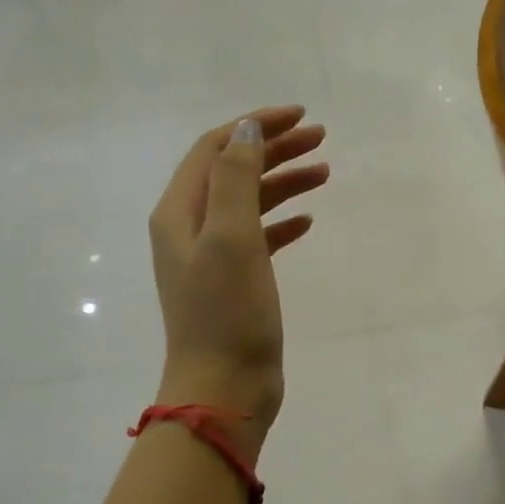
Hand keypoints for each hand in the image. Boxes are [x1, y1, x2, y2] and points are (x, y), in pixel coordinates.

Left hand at [149, 106, 328, 453]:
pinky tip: (308, 222)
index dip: (255, 126)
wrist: (224, 388)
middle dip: (274, 149)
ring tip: (325, 172)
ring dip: (283, 182)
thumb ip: (237, 178)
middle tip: (321, 139)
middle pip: (233, 171)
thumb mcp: (232, 238)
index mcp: (180, 212)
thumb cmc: (227, 313)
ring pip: (249, 203)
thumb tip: (247, 129)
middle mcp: (190, 228)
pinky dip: (282, 223)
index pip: (215, 149)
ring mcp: (212, 257)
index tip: (300, 115)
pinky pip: (259, 237)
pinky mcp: (234, 283)